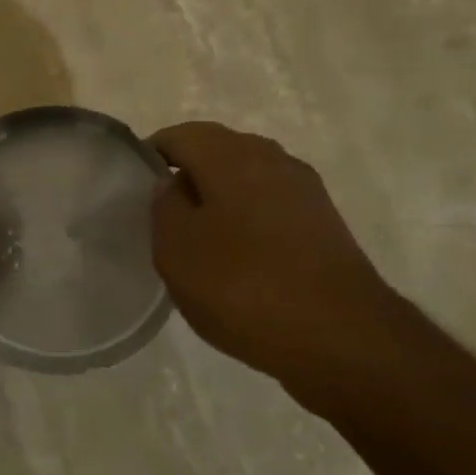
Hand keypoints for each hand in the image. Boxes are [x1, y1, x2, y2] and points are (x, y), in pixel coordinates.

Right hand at [150, 122, 405, 393]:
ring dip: (218, 198)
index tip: (133, 190)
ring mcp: (304, 190)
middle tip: (161, 216)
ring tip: (197, 240)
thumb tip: (173, 184)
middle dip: (185, 175)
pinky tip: (237, 257)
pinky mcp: (324, 223)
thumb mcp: (177, 248)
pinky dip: (246, 219)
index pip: (178, 136)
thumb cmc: (243, 285)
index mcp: (231, 155)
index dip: (149, 157)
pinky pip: (270, 205)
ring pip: (246, 178)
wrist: (342, 337)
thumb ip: (164, 205)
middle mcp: (272, 159)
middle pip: (216, 151)